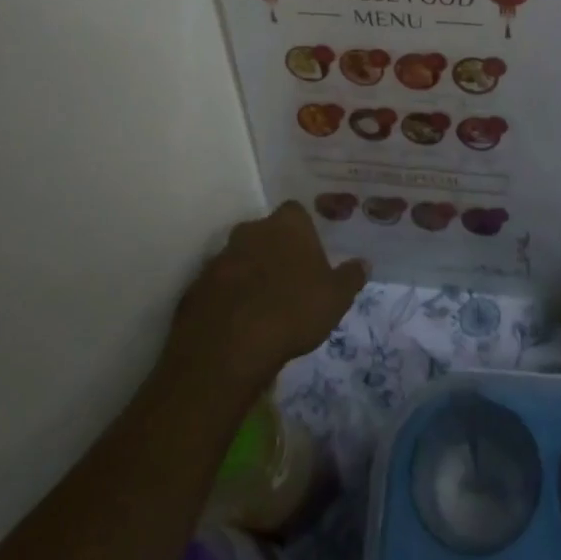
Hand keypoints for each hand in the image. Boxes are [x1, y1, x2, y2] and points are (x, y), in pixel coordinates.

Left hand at [164, 201, 367, 399]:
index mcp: (287, 225)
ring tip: (263, 304)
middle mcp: (251, 230)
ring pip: (239, 257)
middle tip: (288, 278)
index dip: (303, 230)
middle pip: (265, 232)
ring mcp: (220, 257)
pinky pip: (218, 284)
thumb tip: (364, 263)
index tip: (310, 252)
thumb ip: (351, 277)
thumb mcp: (336, 298)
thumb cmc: (293, 311)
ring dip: (249, 272)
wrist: (229, 348)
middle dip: (274, 249)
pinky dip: (227, 296)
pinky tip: (238, 321)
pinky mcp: (196, 286)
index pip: (296, 212)